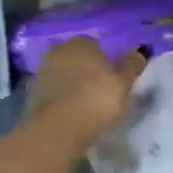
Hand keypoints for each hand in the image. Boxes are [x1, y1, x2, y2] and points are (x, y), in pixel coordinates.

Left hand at [26, 38, 146, 145]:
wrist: (57, 130)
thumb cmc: (96, 99)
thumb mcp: (124, 82)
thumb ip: (133, 64)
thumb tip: (140, 51)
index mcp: (81, 42)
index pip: (96, 45)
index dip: (106, 61)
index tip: (114, 78)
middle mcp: (58, 51)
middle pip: (78, 59)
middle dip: (87, 71)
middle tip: (101, 91)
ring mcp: (42, 72)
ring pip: (64, 75)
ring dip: (73, 85)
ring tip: (87, 105)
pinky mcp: (32, 94)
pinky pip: (54, 93)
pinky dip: (62, 99)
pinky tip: (72, 114)